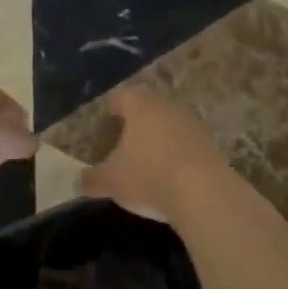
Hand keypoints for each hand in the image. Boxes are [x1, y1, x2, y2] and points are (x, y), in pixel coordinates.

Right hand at [79, 88, 231, 224]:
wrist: (204, 192)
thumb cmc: (148, 176)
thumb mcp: (111, 182)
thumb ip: (92, 179)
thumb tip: (77, 180)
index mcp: (140, 106)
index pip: (121, 96)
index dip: (112, 108)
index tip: (106, 122)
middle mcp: (167, 106)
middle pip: (148, 106)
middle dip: (137, 122)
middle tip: (124, 141)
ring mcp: (192, 122)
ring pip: (170, 122)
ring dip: (160, 137)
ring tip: (148, 159)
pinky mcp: (210, 142)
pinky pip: (187, 141)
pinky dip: (178, 152)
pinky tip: (171, 173)